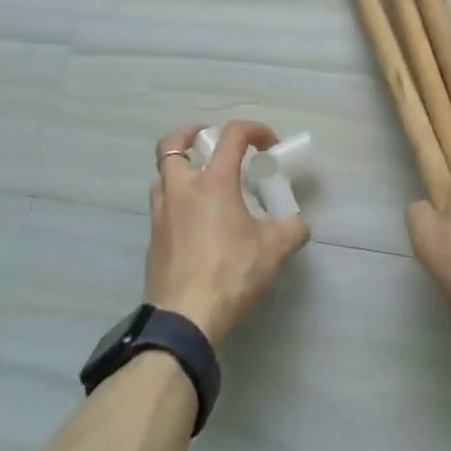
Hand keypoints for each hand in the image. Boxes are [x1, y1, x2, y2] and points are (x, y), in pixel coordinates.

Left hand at [146, 122, 309, 346]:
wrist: (184, 319)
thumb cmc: (231, 274)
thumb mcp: (274, 250)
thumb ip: (291, 230)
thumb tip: (297, 225)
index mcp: (213, 181)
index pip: (232, 134)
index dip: (254, 130)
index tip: (269, 146)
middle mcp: (182, 188)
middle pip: (172, 144)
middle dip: (191, 135)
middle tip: (210, 144)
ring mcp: (161, 214)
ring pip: (162, 176)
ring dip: (180, 170)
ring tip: (204, 186)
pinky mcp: (153, 240)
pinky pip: (162, 207)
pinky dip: (177, 203)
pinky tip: (196, 224)